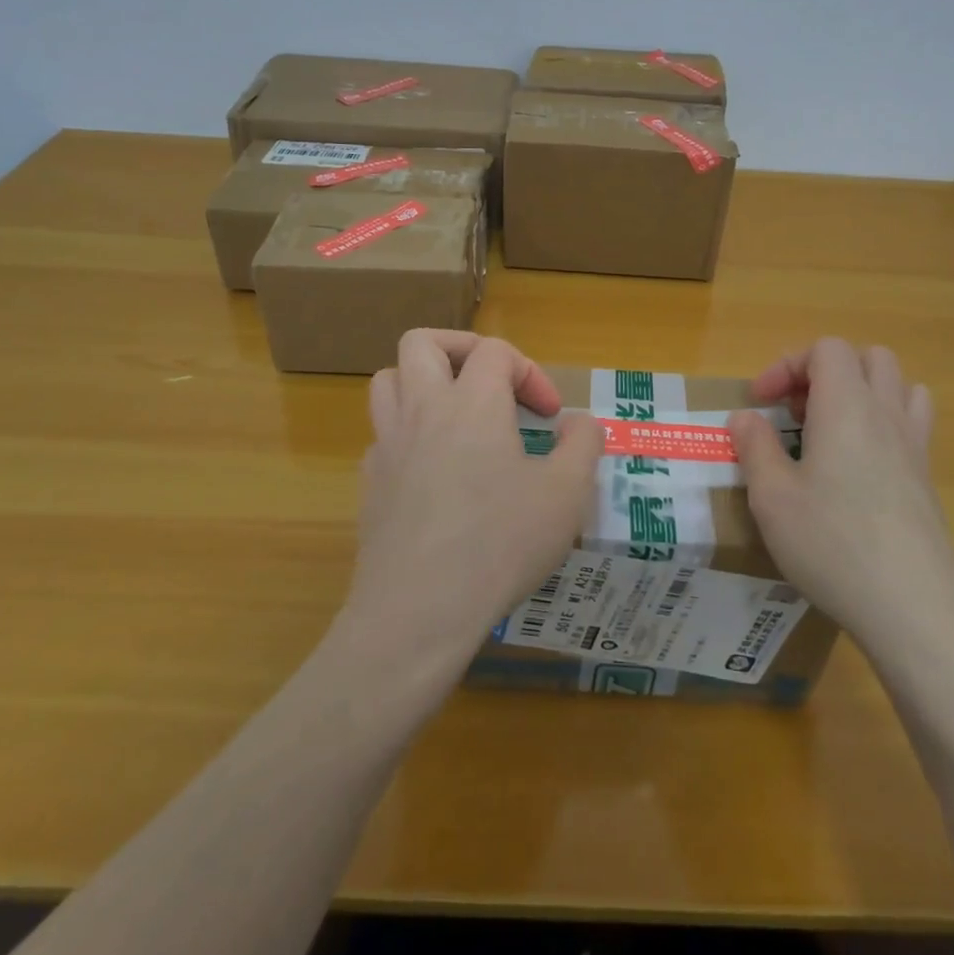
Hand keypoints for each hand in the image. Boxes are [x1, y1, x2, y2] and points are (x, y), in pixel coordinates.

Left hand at [340, 330, 600, 689]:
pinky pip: (383, 435)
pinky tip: (436, 471)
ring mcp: (388, 446)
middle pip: (422, 343)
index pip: (495, 351)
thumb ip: (582, 445)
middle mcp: (422, 410)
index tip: (550, 417)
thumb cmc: (500, 543)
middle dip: (461, 349)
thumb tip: (579, 423)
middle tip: (491, 385)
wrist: (418, 611)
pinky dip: (409, 435)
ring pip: (389, 381)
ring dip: (424, 383)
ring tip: (457, 415)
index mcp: (471, 402)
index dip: (530, 373)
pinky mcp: (371, 483)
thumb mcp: (567, 494)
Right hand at [728, 338, 953, 652]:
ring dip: (862, 392)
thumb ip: (755, 447)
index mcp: (846, 406)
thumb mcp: (772, 497)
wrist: (915, 608)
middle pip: (868, 357)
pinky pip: (913, 423)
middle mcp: (885, 413)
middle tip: (797, 413)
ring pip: (897, 385)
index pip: (827, 349)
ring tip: (830, 430)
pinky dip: (885, 423)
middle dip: (826, 372)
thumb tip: (745, 417)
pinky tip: (860, 466)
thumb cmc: (832, 543)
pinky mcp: (928, 479)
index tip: (762, 402)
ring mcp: (914, 445)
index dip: (788, 365)